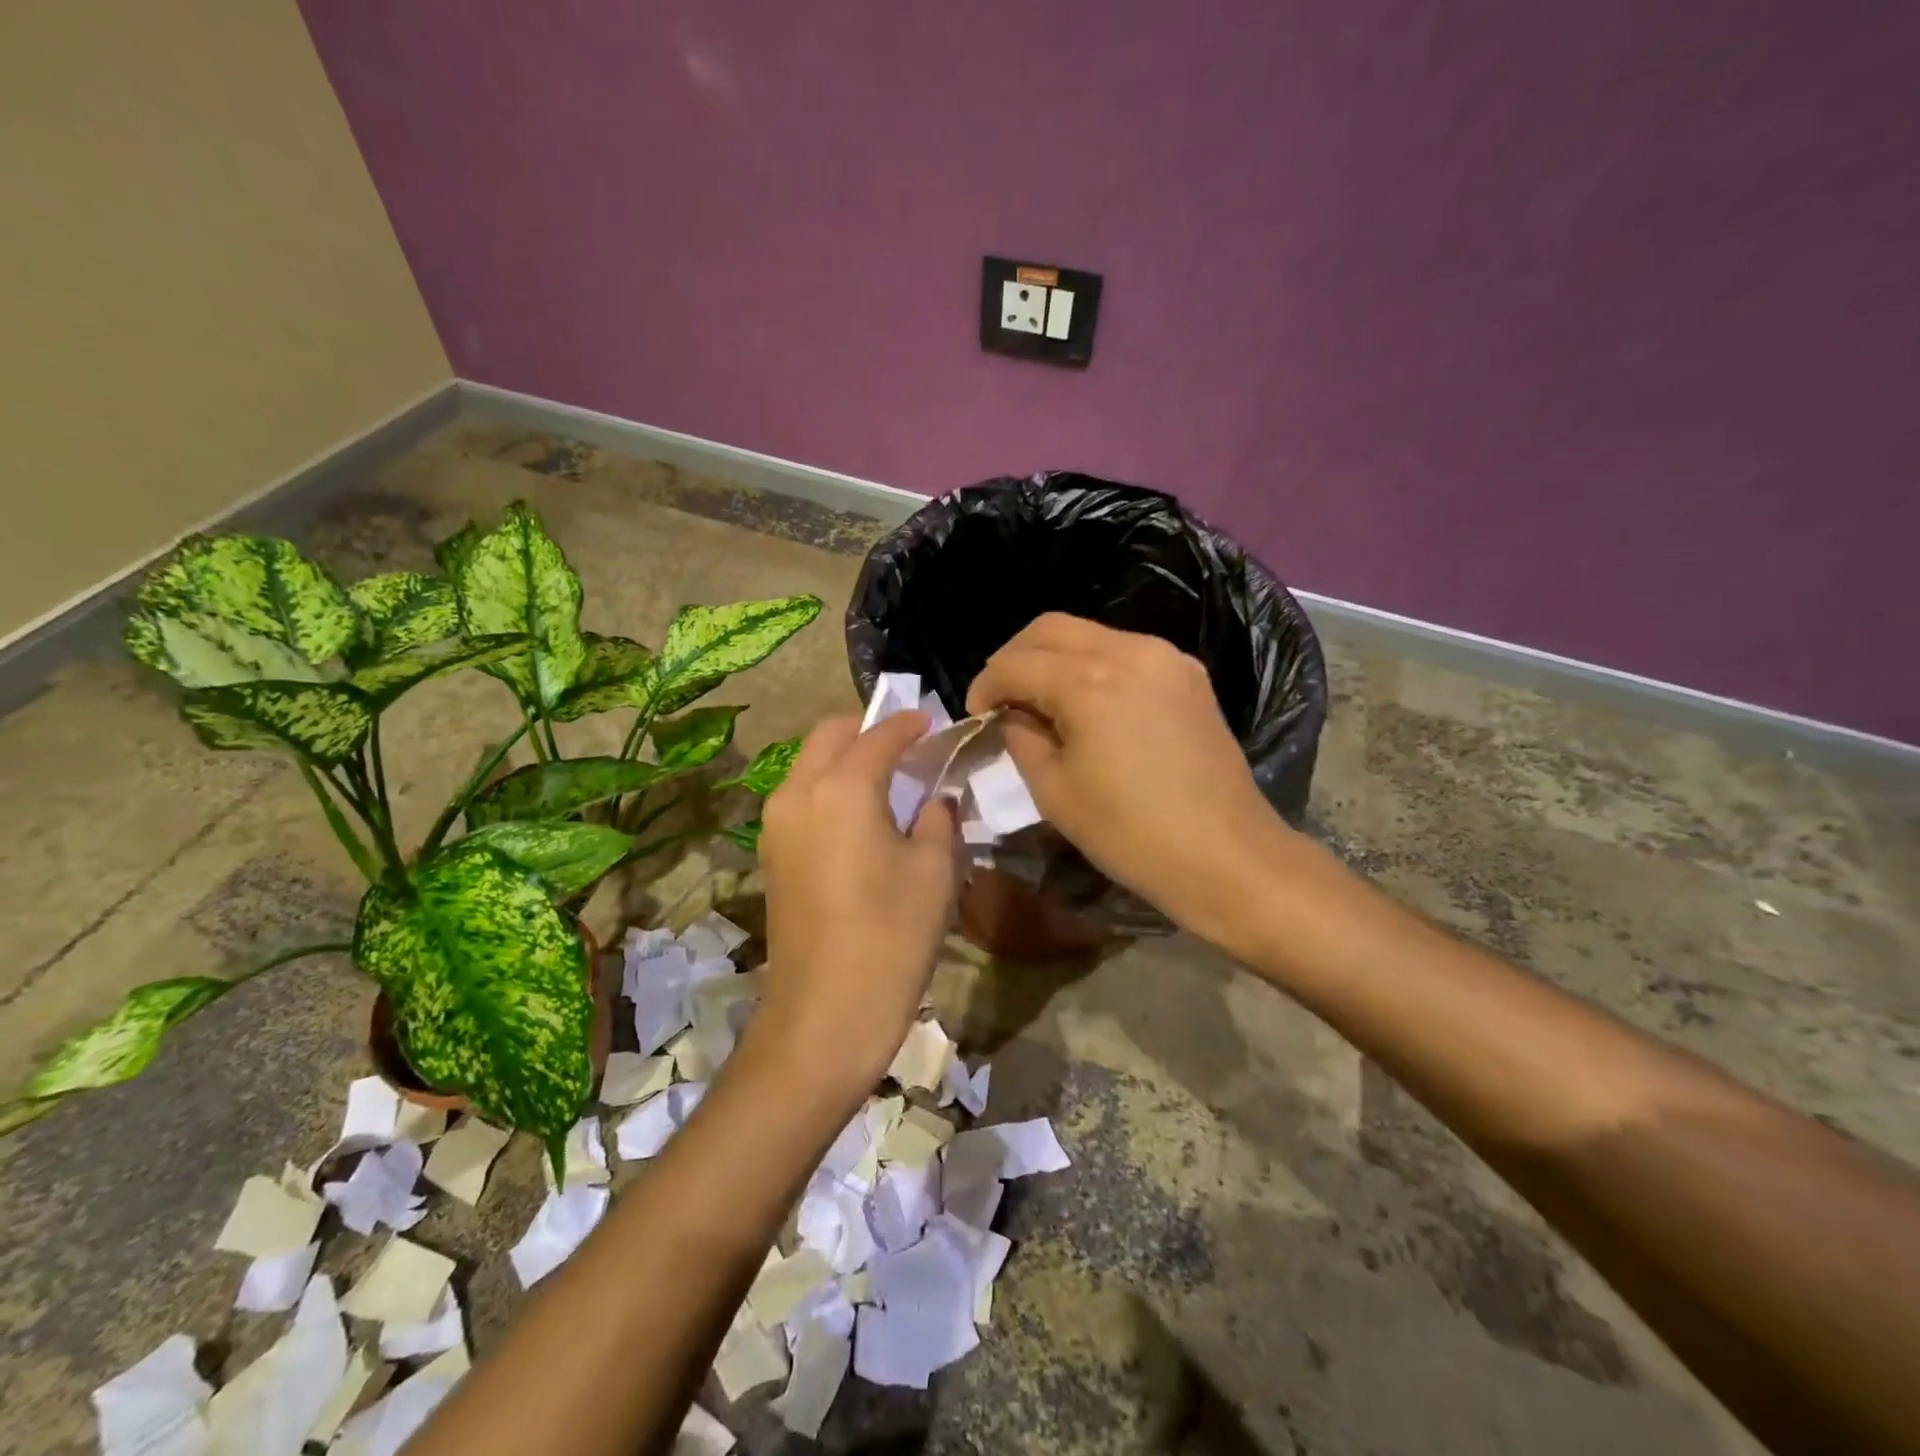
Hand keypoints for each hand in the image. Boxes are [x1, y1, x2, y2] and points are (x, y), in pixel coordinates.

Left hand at [752, 712, 957, 1097]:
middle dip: (867, 729)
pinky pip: (800, 797)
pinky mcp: (770, 853)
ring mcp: (776, 823)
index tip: (932, 721)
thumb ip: (938, 818)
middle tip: (906, 745)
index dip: (909, 723)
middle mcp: (798, 792)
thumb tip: (934, 797)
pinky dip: (828, 787)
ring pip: (809, 764)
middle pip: (830, 735)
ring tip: (885, 779)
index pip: (879, 735)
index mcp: (842, 787)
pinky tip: (859, 814)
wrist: (824, 1014)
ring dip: (844, 757)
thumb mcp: (935, 871)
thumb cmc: (892, 936)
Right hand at [966, 613, 1289, 940]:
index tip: (975, 716)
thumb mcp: (1054, 791)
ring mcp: (1165, 657)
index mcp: (1087, 681)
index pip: (1014, 663)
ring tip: (1043, 703)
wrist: (1226, 855)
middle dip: (1015, 658)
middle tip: (1002, 699)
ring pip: (1090, 635)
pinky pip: (1126, 652)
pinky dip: (1094, 667)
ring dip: (1055, 659)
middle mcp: (1128, 650)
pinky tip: (1090, 705)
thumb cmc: (1130, 833)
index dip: (984, 686)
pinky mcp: (1189, 674)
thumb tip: (1012, 713)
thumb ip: (1021, 737)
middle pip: (1049, 628)